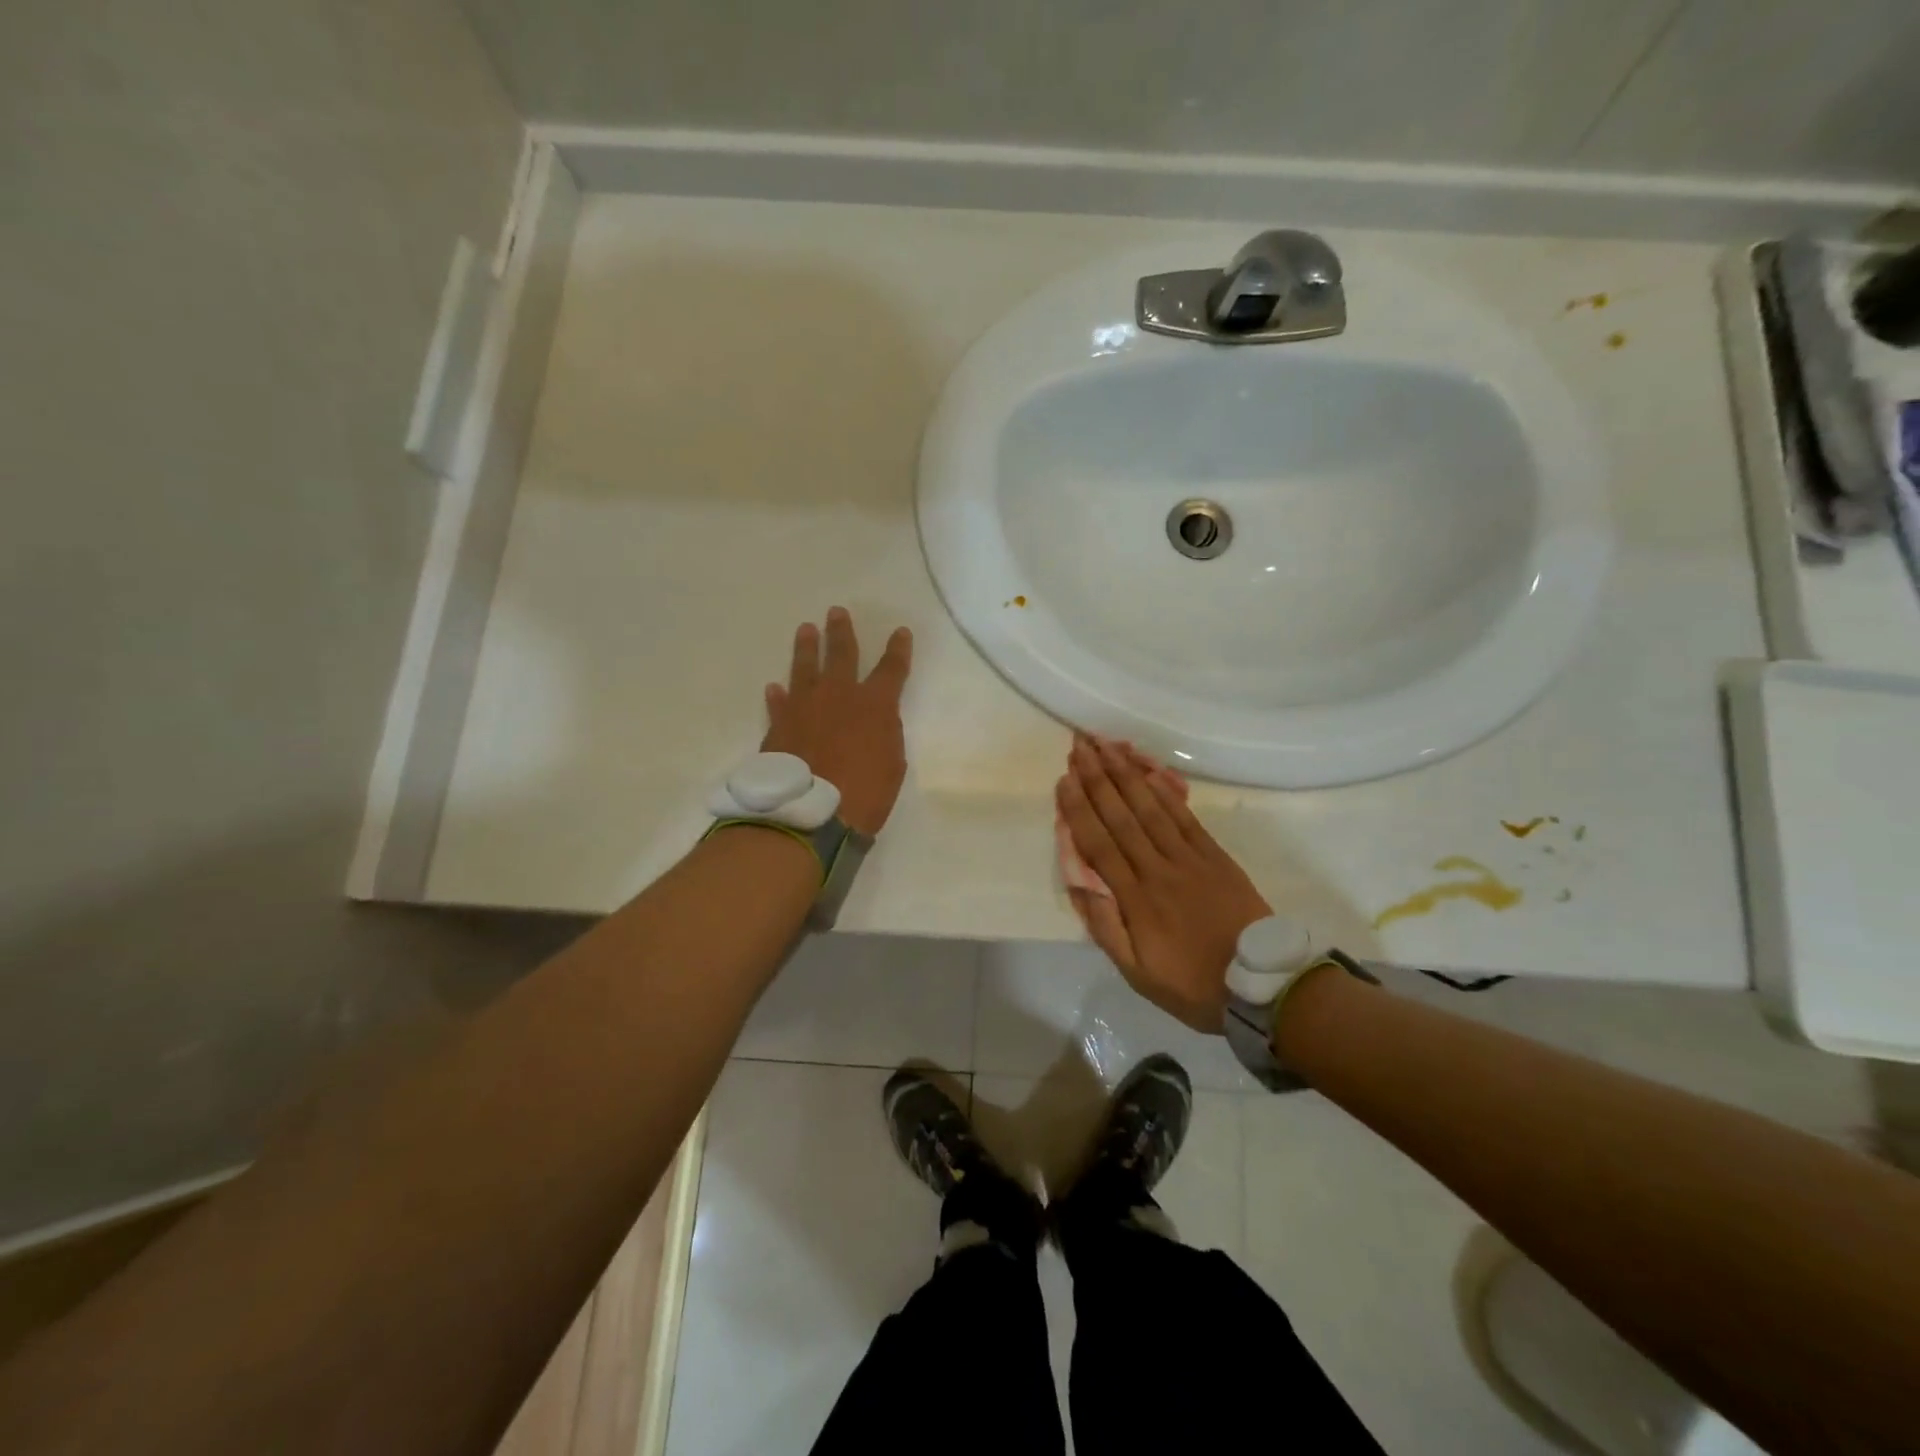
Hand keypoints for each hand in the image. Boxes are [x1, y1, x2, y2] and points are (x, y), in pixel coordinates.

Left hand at [762, 607, 911, 834]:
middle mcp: (839, 695)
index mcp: (875, 705)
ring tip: (806, 629)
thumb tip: (875, 722)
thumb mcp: (892, 765)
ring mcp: (805, 707)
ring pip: (805, 668)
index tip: (900, 631)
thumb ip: (885, 735)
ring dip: (807, 648)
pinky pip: (779, 704)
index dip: (898, 649)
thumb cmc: (864, 794)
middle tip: (836, 611)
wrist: (810, 812)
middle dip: (841, 632)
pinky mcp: (779, 725)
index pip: (892, 669)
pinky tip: (774, 687)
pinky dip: (778, 696)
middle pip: (842, 654)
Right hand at [1057, 734, 1271, 1032]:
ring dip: (1126, 774)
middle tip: (1080, 746)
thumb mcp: (1138, 974)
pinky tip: (1149, 771)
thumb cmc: (1192, 984)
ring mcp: (1189, 858)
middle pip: (1122, 815)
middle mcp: (1159, 869)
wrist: (1261, 986)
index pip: (1100, 844)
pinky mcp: (1214, 855)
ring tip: (1107, 747)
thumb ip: (1106, 927)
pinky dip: (1164, 791)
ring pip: (1150, 808)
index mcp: (1136, 898)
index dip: (1079, 809)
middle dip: (1098, 778)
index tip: (1064, 780)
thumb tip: (1080, 885)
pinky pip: (1184, 816)